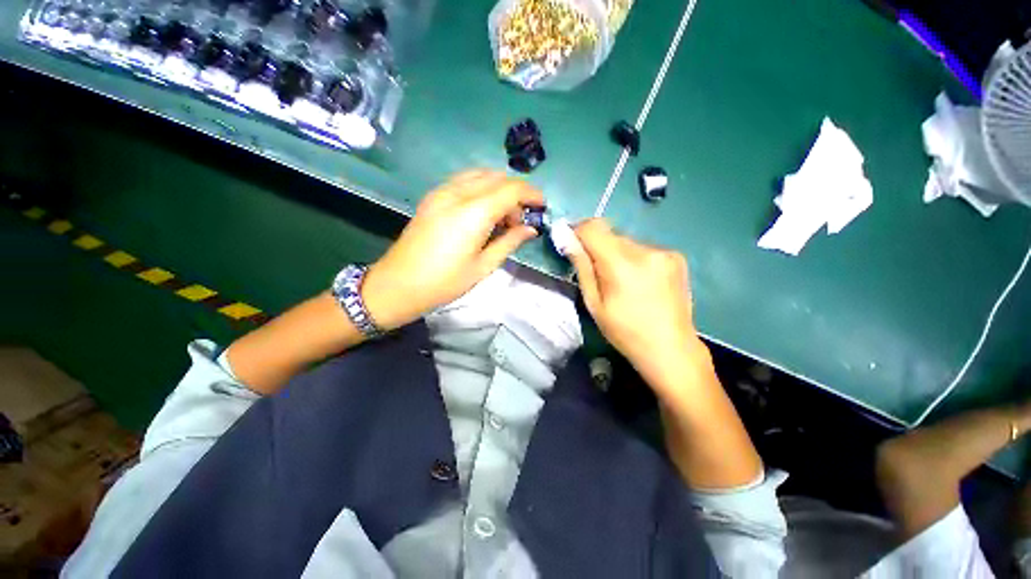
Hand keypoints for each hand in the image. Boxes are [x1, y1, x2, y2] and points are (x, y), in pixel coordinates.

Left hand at [362, 170, 542, 330]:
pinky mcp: (433, 196)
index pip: (511, 189)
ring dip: (498, 188)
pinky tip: (483, 210)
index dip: (531, 194)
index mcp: (473, 213)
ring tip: (502, 216)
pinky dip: (481, 188)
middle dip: (515, 193)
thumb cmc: (444, 282)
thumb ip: (509, 242)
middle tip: (520, 220)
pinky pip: (464, 181)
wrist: (398, 284)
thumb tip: (531, 229)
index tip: (542, 205)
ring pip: (480, 175)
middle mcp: (457, 193)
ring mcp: (442, 191)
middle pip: (497, 177)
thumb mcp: (483, 266)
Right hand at [566, 219, 703, 384]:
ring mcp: (665, 252)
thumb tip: (564, 236)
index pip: (593, 228)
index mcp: (622, 264)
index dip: (578, 230)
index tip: (571, 244)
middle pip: (610, 233)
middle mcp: (645, 250)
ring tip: (620, 280)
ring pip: (627, 241)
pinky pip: (644, 248)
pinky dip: (634, 258)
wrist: (670, 348)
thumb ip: (581, 266)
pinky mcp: (676, 256)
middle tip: (596, 272)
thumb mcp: (594, 303)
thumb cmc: (624, 331)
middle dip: (597, 246)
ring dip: (616, 253)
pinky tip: (639, 281)